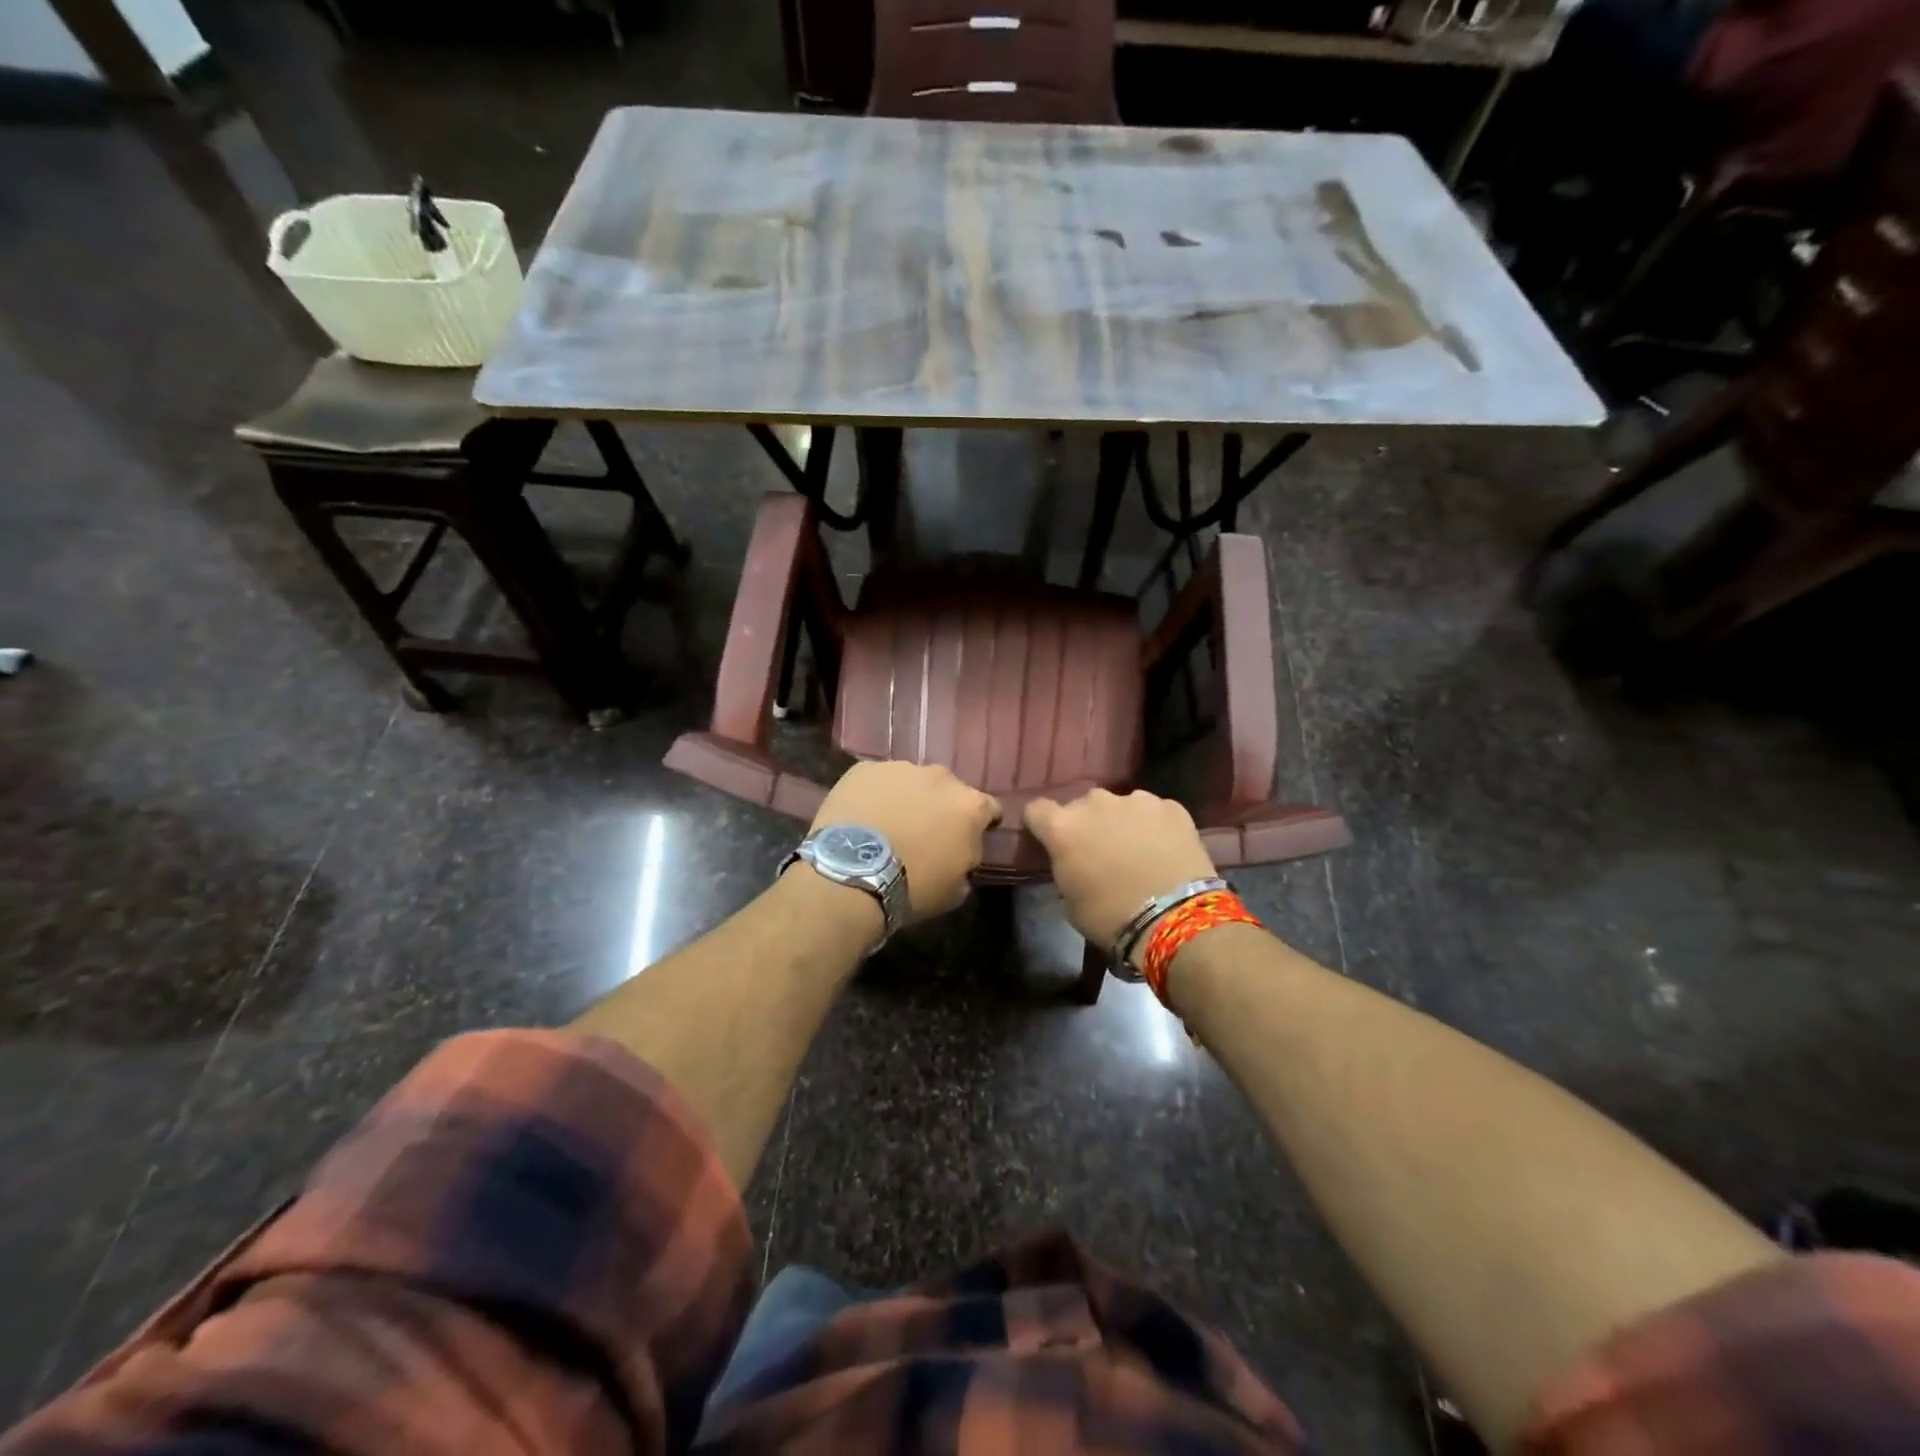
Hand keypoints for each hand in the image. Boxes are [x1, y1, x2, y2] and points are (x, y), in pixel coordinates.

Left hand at [807, 761, 1000, 921]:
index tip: (968, 839)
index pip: (990, 809)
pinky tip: (863, 818)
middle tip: (924, 833)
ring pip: (911, 782)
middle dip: (941, 808)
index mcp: (970, 806)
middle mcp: (941, 777)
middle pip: (949, 790)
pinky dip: (875, 795)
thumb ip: (966, 863)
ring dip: (907, 798)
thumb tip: (961, 857)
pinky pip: (877, 781)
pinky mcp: (864, 769)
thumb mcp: (955, 890)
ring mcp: (901, 768)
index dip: (982, 825)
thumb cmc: (912, 887)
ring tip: (889, 824)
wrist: (852, 875)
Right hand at [1025, 789, 1217, 953]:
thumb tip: (1074, 862)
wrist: (1175, 917)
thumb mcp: (1070, 901)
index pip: (1037, 810)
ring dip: (1121, 822)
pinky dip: (1155, 827)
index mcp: (1063, 827)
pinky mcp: (1171, 807)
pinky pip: (1154, 812)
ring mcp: (1137, 800)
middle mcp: (1096, 803)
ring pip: (1120, 806)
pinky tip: (1164, 850)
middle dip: (1086, 824)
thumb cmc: (1111, 917)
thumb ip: (1066, 868)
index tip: (1050, 842)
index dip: (1041, 825)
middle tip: (1098, 852)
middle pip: (1082, 805)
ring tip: (1136, 850)